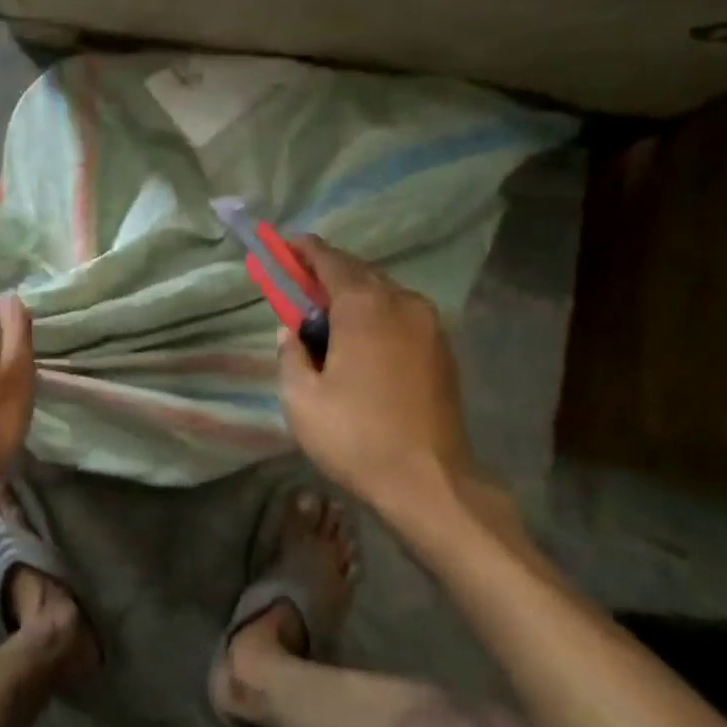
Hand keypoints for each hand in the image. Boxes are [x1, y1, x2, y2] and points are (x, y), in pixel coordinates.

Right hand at [276, 237, 478, 509]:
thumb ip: (290, 353)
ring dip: (353, 295)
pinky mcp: (443, 349)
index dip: (303, 249)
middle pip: (359, 273)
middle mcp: (402, 303)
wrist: (429, 481)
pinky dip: (376, 314)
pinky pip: (402, 315)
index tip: (283, 244)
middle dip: (326, 272)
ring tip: (326, 316)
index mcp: (365, 307)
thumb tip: (292, 332)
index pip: (330, 260)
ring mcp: (430, 325)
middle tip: (298, 284)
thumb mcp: (301, 398)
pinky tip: (360, 341)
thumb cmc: (356, 436)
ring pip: (384, 294)